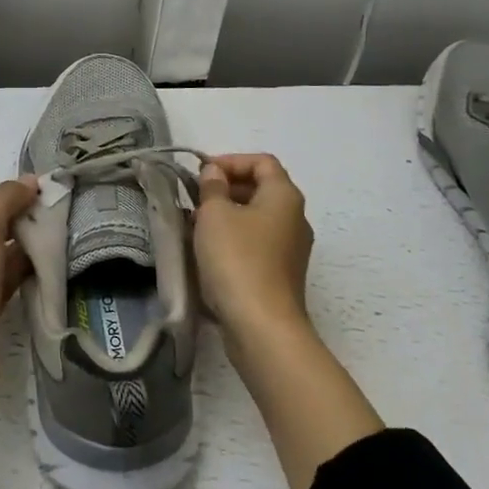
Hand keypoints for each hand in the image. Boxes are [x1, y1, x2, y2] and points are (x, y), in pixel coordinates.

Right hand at [194, 153, 314, 348]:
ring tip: (194, 225)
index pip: (262, 162)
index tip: (201, 173)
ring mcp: (291, 249)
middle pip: (260, 189)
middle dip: (224, 188)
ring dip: (225, 215)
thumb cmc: (237, 259)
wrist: (262, 327)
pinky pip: (256, 243)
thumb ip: (212, 186)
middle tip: (194, 198)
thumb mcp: (214, 214)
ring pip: (255, 218)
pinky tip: (207, 252)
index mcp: (284, 196)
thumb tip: (215, 173)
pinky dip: (233, 239)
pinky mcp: (281, 274)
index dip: (230, 161)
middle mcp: (295, 218)